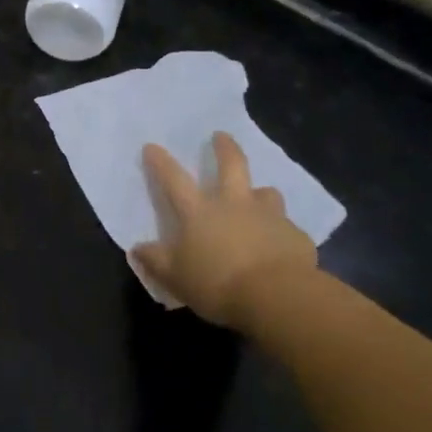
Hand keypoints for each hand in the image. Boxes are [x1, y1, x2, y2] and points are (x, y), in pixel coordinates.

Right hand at [133, 131, 318, 332]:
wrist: (277, 296)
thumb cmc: (218, 283)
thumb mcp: (175, 277)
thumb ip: (156, 260)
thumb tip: (137, 248)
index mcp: (199, 212)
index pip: (174, 180)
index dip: (161, 163)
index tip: (152, 146)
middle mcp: (234, 205)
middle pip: (231, 166)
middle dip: (225, 148)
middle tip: (221, 135)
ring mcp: (269, 217)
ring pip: (266, 193)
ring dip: (260, 193)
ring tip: (258, 198)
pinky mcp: (295, 236)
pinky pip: (286, 228)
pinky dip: (280, 233)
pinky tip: (279, 247)